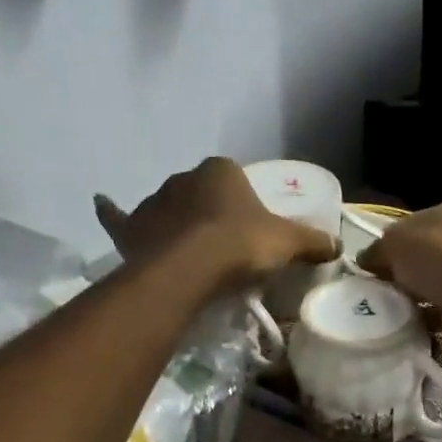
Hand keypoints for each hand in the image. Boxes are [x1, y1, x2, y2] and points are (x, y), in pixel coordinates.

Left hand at [96, 158, 335, 294]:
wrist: (190, 269)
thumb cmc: (241, 246)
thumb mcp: (288, 243)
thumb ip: (312, 241)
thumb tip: (338, 244)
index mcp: (221, 171)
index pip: (235, 179)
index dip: (245, 205)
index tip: (251, 230)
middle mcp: (183, 178)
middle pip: (200, 194)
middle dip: (210, 213)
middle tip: (224, 247)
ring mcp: (152, 202)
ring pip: (167, 210)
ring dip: (175, 224)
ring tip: (188, 254)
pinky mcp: (130, 228)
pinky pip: (119, 217)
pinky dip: (112, 213)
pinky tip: (103, 205)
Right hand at [358, 203, 441, 355]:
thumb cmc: (437, 257)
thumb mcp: (395, 242)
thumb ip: (376, 250)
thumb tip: (365, 261)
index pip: (408, 228)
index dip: (385, 245)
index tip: (365, 266)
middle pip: (416, 262)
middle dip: (394, 277)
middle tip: (367, 293)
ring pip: (424, 291)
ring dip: (404, 303)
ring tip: (379, 314)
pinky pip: (432, 319)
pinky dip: (417, 325)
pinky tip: (398, 330)